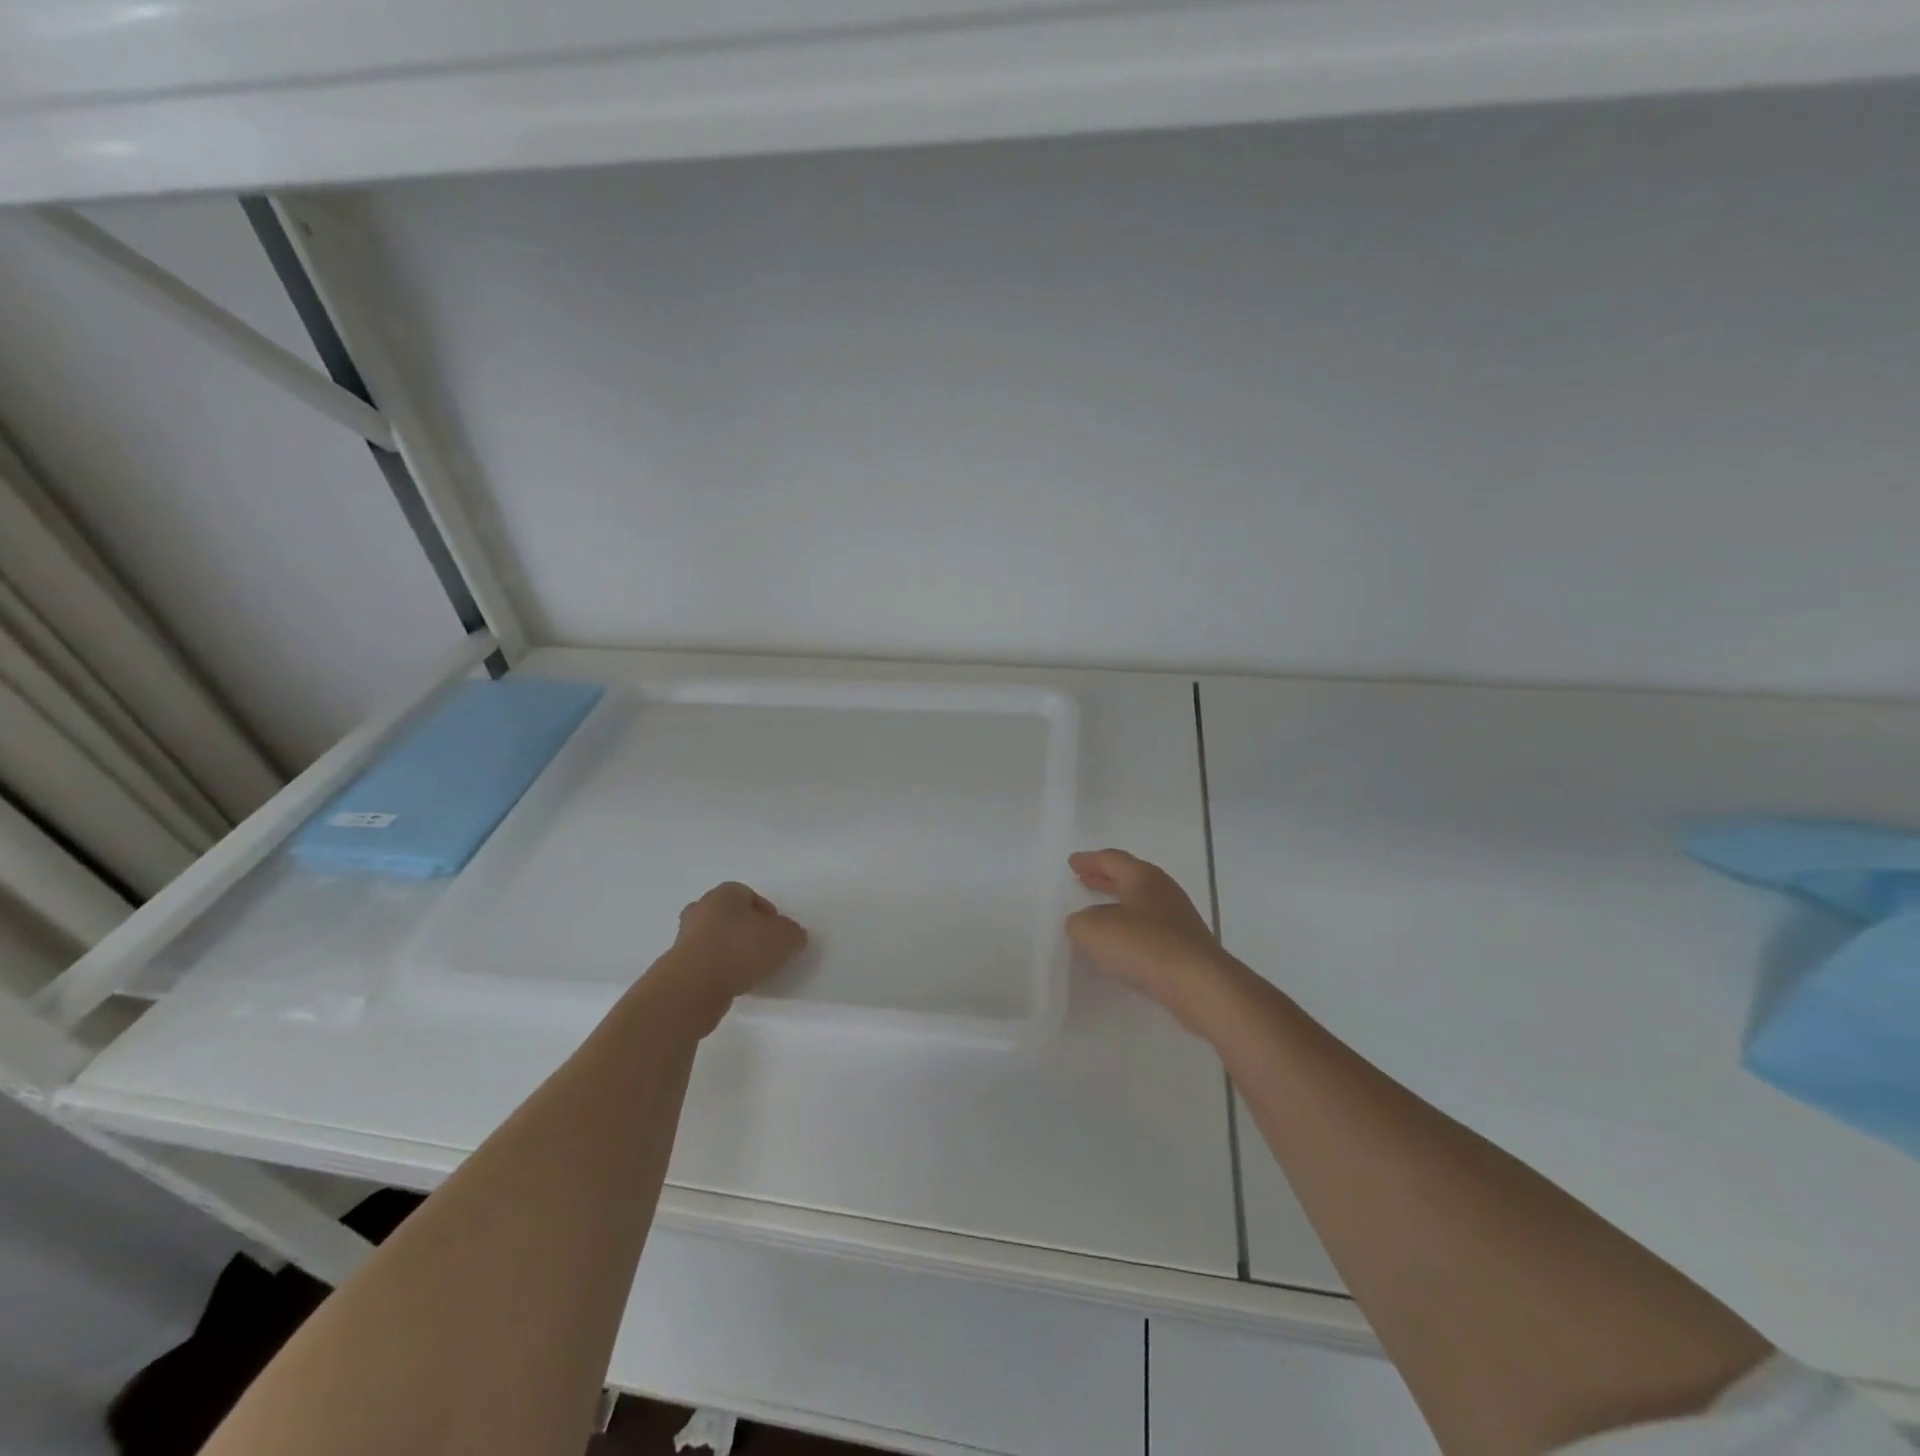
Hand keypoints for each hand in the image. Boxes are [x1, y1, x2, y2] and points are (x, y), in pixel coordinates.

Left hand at [646, 882, 807, 1029]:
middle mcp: (701, 909)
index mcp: (724, 893)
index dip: (767, 914)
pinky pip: (705, 964)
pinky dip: (718, 972)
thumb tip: (789, 936)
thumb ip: (793, 933)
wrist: (693, 987)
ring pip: (715, 940)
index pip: (749, 896)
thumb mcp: (785, 938)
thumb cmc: (741, 949)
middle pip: (730, 916)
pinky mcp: (677, 966)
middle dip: (746, 931)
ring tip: (749, 973)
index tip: (777, 935)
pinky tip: (731, 985)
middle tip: (763, 951)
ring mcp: (684, 938)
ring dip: (731, 953)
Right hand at [1066, 849, 1233, 1026]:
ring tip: (1098, 911)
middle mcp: (1163, 890)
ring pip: (1141, 902)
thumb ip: (1080, 922)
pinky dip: (1131, 928)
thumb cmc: (1145, 946)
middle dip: (1104, 877)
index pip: (1112, 860)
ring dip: (1117, 903)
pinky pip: (1151, 928)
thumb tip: (1084, 922)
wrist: (1200, 985)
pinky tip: (1122, 943)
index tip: (1072, 862)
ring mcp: (1179, 918)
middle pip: (1129, 877)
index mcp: (1143, 876)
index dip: (1089, 860)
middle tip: (1084, 878)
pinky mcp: (1186, 945)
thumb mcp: (1094, 931)